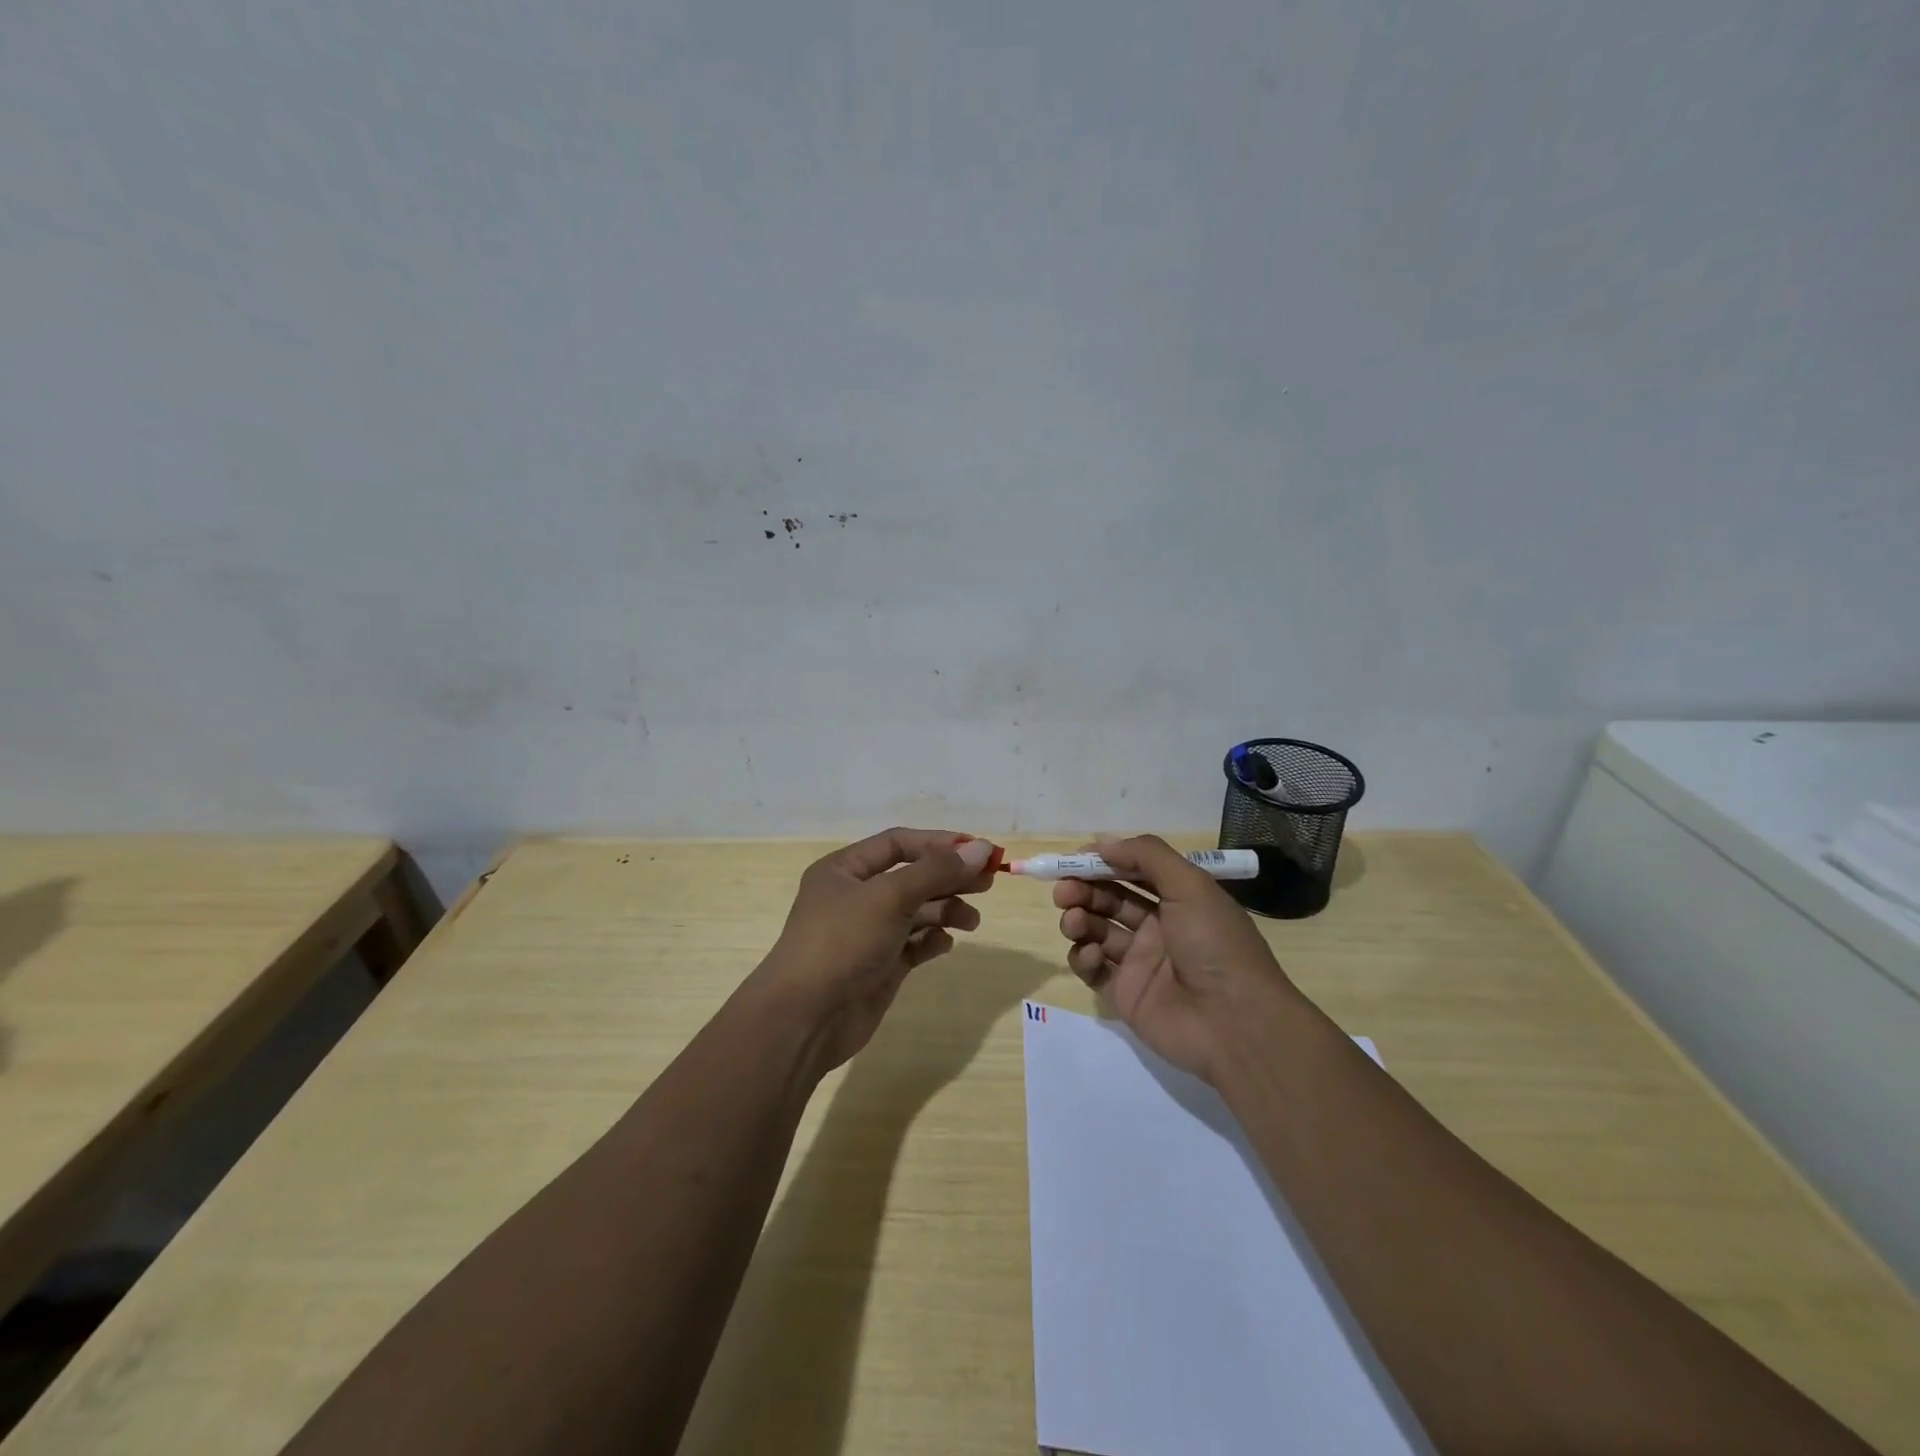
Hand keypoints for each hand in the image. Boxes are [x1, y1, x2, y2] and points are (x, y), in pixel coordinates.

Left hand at [747, 829, 995, 1073]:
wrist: (805, 1019)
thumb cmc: (842, 942)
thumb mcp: (889, 897)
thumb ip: (936, 871)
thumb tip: (981, 848)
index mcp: (845, 869)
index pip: (899, 844)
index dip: (939, 844)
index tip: (979, 850)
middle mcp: (856, 897)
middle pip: (912, 876)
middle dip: (949, 877)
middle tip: (989, 881)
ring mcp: (868, 933)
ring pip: (916, 912)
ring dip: (946, 911)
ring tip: (971, 921)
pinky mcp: (880, 966)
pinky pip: (914, 944)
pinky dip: (932, 941)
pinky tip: (944, 944)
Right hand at [1053, 836, 1295, 1082]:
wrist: (1236, 1023)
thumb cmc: (1215, 944)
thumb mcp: (1191, 885)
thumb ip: (1146, 856)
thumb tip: (1101, 844)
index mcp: (1177, 899)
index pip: (1132, 872)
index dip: (1102, 863)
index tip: (1073, 860)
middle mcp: (1158, 927)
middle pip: (1109, 899)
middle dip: (1083, 890)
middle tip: (1064, 891)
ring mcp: (1139, 962)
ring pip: (1096, 931)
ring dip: (1078, 920)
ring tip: (1073, 921)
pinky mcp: (1124, 994)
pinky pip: (1093, 969)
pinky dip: (1084, 957)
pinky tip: (1091, 954)